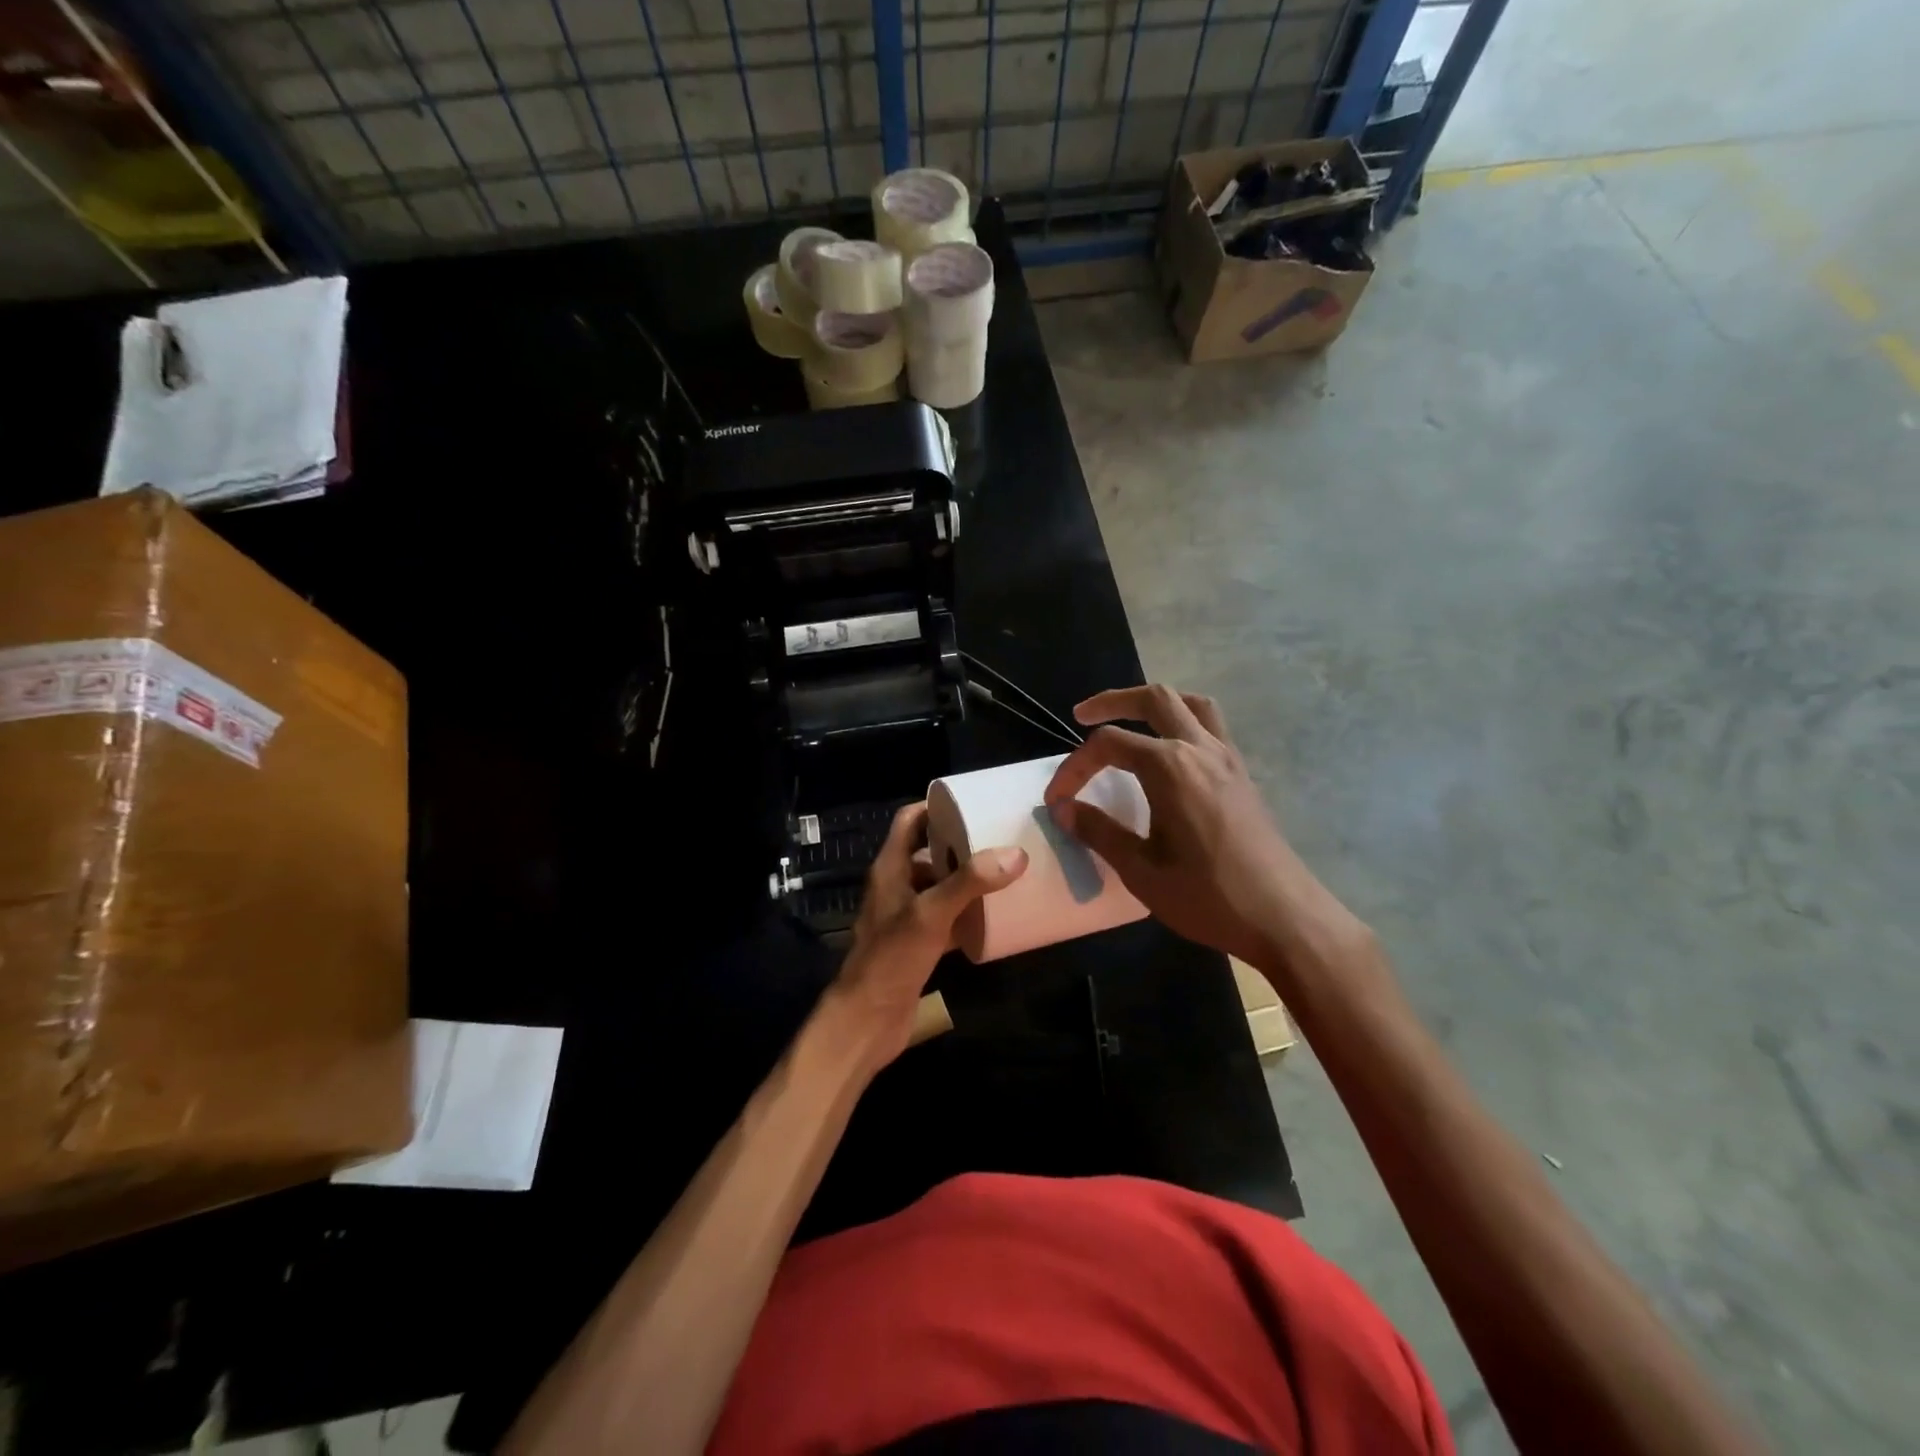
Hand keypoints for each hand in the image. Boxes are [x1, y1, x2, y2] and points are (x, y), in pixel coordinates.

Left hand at [832, 802, 1027, 1066]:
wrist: (868, 1020)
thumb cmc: (891, 958)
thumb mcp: (930, 914)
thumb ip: (969, 882)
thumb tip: (1015, 853)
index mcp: (890, 868)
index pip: (910, 821)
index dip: (937, 807)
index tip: (974, 803)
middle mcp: (896, 886)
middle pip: (929, 852)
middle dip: (962, 843)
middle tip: (1001, 836)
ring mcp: (906, 916)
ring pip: (939, 886)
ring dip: (967, 879)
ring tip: (1005, 870)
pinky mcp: (918, 943)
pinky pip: (946, 917)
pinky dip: (967, 912)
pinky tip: (995, 915)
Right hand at [1044, 685, 1360, 973]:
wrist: (1285, 918)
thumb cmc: (1209, 897)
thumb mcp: (1142, 871)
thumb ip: (1100, 832)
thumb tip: (1064, 810)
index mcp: (1171, 768)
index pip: (1109, 744)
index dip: (1074, 767)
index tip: (1055, 800)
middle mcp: (1200, 749)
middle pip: (1154, 699)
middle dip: (1113, 701)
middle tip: (1081, 717)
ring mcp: (1228, 759)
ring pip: (1190, 704)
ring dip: (1155, 705)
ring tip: (1131, 722)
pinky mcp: (1243, 775)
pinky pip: (1211, 727)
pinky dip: (1183, 722)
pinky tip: (1170, 756)